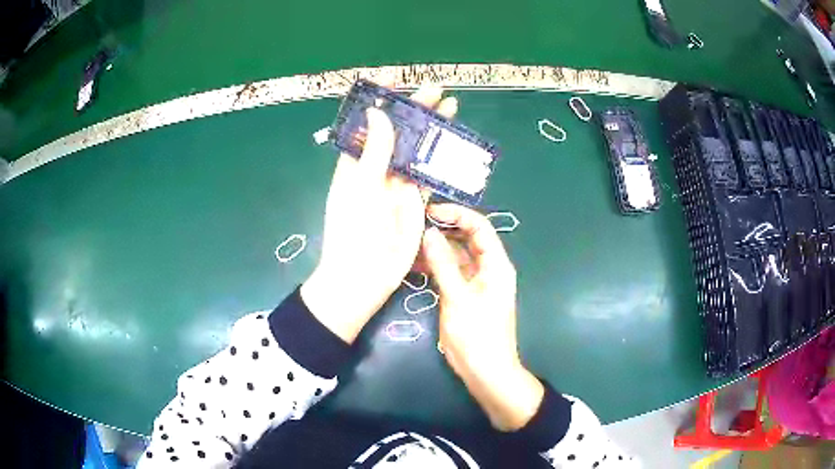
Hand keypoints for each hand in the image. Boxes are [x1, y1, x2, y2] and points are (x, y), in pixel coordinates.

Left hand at [301, 84, 457, 343]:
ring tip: (450, 106)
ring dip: (431, 128)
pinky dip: (440, 156)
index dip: (378, 98)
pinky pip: (428, 172)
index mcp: (356, 162)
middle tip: (435, 89)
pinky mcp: (414, 199)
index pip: (368, 121)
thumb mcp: (360, 187)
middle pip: (398, 131)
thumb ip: (374, 150)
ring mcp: (397, 183)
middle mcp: (377, 168)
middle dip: (414, 108)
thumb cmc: (354, 231)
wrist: (364, 276)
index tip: (392, 78)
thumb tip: (377, 111)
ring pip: (416, 148)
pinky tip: (453, 142)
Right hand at [421, 204, 543, 430]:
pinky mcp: (465, 295)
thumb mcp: (458, 298)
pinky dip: (436, 267)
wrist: (486, 371)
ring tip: (410, 242)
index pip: (480, 227)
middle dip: (444, 229)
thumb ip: (443, 264)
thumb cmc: (477, 335)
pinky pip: (451, 273)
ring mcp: (476, 282)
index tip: (430, 210)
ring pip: (457, 256)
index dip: (457, 214)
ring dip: (437, 248)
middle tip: (415, 224)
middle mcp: (488, 268)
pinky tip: (415, 264)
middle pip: (468, 238)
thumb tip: (429, 233)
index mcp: (496, 265)